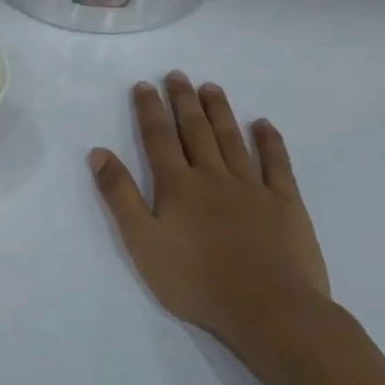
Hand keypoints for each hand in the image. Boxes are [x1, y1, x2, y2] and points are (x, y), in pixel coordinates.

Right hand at [89, 73, 331, 355]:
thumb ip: (120, 195)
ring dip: (220, 112)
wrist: (268, 309)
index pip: (158, 138)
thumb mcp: (141, 241)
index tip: (144, 85)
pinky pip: (277, 164)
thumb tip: (99, 153)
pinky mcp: (286, 204)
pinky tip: (263, 125)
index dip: (150, 110)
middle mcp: (213, 177)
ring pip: (232, 140)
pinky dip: (270, 141)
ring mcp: (253, 188)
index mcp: (177, 186)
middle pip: (195, 131)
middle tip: (178, 75)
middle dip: (184, 101)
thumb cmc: (194, 280)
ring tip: (212, 88)